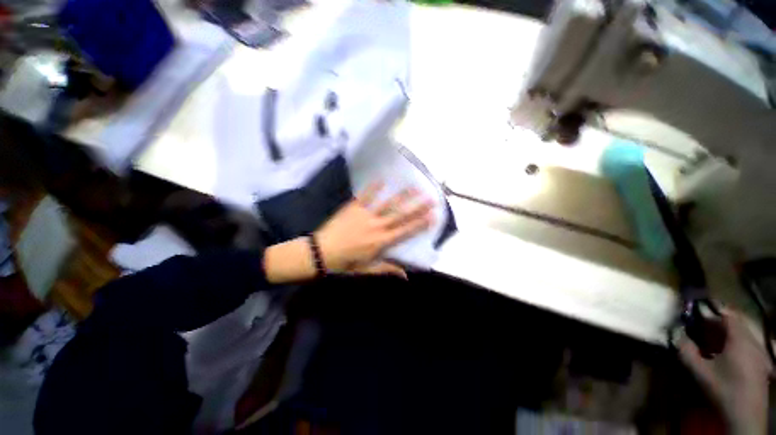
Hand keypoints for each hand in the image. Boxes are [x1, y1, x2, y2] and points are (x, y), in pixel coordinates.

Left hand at [314, 182, 434, 274]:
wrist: (321, 252)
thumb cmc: (344, 263)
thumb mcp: (366, 270)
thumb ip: (387, 269)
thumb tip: (406, 275)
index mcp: (381, 242)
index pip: (406, 231)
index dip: (420, 224)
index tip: (433, 216)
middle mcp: (377, 226)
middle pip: (401, 215)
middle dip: (418, 207)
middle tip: (431, 198)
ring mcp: (366, 215)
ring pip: (388, 204)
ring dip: (402, 195)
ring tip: (414, 187)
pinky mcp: (353, 208)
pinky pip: (366, 196)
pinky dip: (374, 187)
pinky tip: (382, 179)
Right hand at [678, 309, 771, 433]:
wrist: (745, 416)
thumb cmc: (723, 389)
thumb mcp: (700, 372)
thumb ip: (686, 351)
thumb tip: (675, 334)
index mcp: (740, 339)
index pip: (728, 315)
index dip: (712, 312)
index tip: (696, 312)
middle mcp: (752, 342)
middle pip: (735, 325)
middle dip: (716, 325)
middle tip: (698, 328)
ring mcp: (759, 354)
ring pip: (741, 336)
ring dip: (724, 336)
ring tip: (707, 343)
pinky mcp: (760, 364)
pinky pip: (745, 346)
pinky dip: (732, 346)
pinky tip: (721, 357)